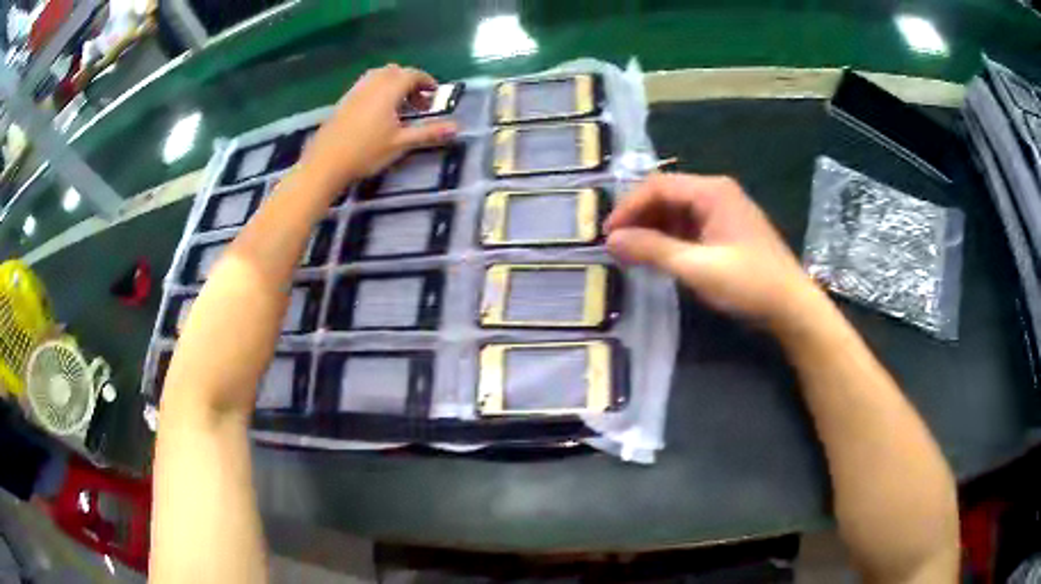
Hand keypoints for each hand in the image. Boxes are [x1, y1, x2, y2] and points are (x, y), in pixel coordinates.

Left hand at [299, 64, 457, 192]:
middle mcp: (372, 85)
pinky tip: (377, 112)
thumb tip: (458, 127)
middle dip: (410, 81)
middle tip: (418, 101)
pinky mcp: (343, 101)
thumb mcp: (401, 144)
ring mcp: (355, 91)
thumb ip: (428, 133)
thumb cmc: (365, 152)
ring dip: (392, 84)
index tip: (434, 94)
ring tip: (398, 105)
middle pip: (395, 71)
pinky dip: (377, 89)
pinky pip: (365, 85)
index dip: (426, 81)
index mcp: (388, 90)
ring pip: (378, 76)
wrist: (325, 163)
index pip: (412, 75)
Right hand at [605, 173, 823, 328]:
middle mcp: (716, 192)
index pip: (658, 186)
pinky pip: (689, 225)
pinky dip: (670, 238)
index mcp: (711, 191)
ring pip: (676, 210)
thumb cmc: (749, 284)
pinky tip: (659, 256)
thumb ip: (653, 250)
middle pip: (666, 195)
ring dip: (652, 229)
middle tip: (616, 246)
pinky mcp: (726, 230)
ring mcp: (723, 211)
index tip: (607, 235)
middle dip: (639, 217)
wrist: (792, 306)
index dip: (628, 208)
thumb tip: (612, 240)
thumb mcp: (698, 268)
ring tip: (632, 254)